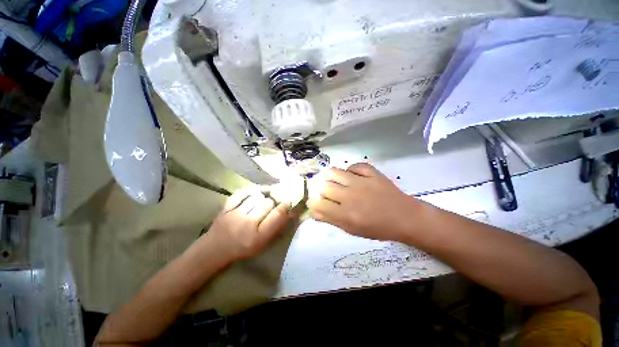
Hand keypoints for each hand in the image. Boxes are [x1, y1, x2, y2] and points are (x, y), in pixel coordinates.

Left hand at [205, 190, 292, 261]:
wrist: (215, 250)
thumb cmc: (243, 249)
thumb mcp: (263, 244)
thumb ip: (277, 228)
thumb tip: (291, 212)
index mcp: (258, 237)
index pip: (277, 215)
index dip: (285, 206)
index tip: (288, 202)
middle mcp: (247, 224)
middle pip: (267, 203)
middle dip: (272, 202)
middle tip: (272, 205)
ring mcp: (235, 215)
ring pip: (256, 197)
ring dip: (261, 198)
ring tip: (260, 202)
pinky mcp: (225, 208)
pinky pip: (241, 193)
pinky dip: (249, 192)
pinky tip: (252, 195)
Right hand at [308, 163, 421, 241]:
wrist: (404, 217)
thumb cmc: (377, 228)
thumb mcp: (352, 230)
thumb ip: (331, 220)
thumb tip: (313, 211)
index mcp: (346, 214)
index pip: (319, 205)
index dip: (313, 203)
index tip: (314, 202)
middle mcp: (350, 196)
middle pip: (324, 187)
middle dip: (321, 190)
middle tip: (326, 192)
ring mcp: (361, 181)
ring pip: (335, 172)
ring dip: (330, 176)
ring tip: (333, 180)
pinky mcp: (372, 173)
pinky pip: (355, 166)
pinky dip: (351, 170)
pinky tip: (352, 175)